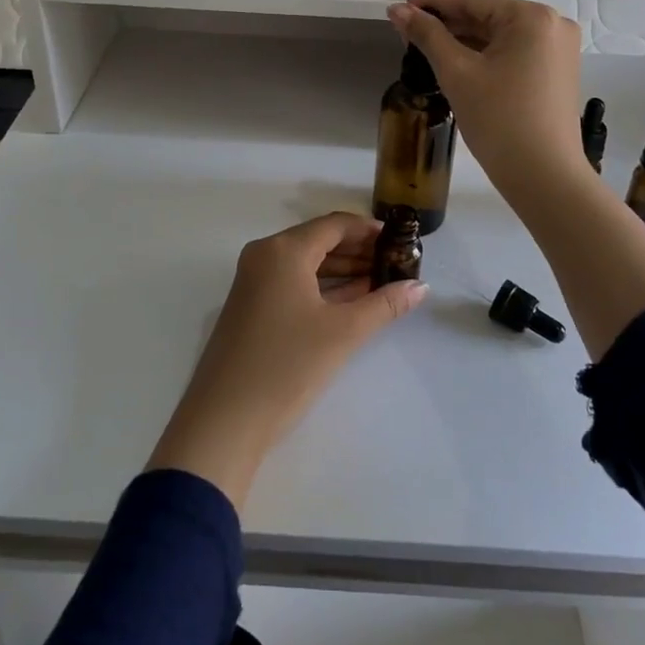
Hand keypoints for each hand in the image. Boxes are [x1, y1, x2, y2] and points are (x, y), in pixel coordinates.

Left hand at [147, 212, 426, 508]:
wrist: (224, 420)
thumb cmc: (287, 365)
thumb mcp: (342, 333)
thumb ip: (384, 304)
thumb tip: (420, 287)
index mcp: (284, 250)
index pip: (335, 225)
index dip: (369, 230)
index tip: (401, 241)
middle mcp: (264, 255)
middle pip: (319, 240)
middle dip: (359, 251)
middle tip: (397, 264)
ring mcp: (253, 281)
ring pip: (306, 263)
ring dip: (343, 270)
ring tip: (382, 284)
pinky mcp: (250, 306)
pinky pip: (293, 282)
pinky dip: (322, 287)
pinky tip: (352, 302)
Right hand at [388, 0, 586, 201]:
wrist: (544, 176)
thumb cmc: (499, 120)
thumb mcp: (457, 73)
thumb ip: (426, 35)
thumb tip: (397, 10)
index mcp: (532, 17)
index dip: (433, 2)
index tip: (401, 8)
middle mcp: (552, 24)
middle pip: (489, 14)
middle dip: (447, 22)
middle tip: (408, 31)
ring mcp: (558, 49)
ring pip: (500, 34)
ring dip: (464, 38)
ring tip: (426, 46)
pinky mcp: (557, 71)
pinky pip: (514, 51)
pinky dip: (485, 54)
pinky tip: (456, 61)